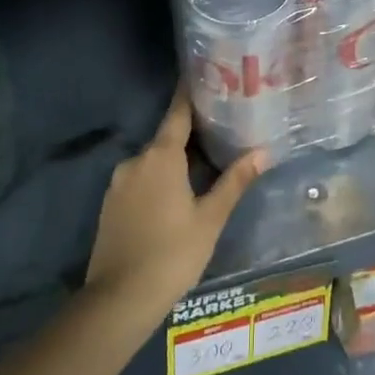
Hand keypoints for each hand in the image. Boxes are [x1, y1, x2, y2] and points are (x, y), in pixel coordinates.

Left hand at [86, 86, 268, 319]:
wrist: (118, 300)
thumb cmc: (173, 254)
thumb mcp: (210, 218)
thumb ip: (235, 181)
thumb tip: (263, 152)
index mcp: (160, 157)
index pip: (178, 113)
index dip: (191, 94)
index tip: (205, 75)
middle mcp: (135, 161)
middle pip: (167, 138)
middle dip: (192, 133)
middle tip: (222, 128)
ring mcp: (118, 183)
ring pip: (153, 162)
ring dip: (176, 160)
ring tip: (206, 164)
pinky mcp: (110, 205)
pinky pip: (140, 180)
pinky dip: (159, 179)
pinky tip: (178, 195)